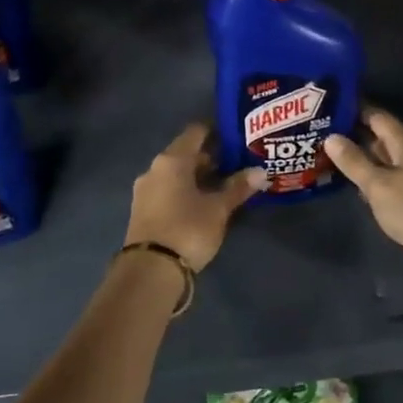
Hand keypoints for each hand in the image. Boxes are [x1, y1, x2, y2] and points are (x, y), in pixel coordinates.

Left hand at [124, 123, 266, 271]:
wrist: (150, 271)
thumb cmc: (188, 229)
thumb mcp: (218, 209)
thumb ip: (238, 187)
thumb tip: (260, 171)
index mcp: (172, 159)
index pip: (196, 132)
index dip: (217, 131)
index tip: (236, 137)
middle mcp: (155, 168)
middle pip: (185, 153)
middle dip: (211, 158)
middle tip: (237, 165)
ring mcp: (145, 190)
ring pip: (176, 174)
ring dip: (198, 177)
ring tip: (224, 186)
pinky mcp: (142, 210)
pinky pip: (168, 190)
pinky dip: (185, 191)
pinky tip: (203, 203)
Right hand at [324, 108, 402, 276]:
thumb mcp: (377, 185)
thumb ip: (354, 161)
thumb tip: (331, 136)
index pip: (377, 116)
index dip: (354, 111)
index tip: (328, 110)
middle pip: (382, 138)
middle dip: (354, 136)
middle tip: (322, 136)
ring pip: (386, 161)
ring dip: (363, 160)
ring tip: (331, 160)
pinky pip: (393, 180)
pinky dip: (375, 180)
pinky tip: (359, 189)